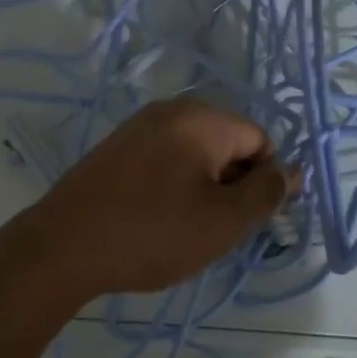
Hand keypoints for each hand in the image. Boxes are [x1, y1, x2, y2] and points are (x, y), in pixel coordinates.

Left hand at [7, 99, 294, 298]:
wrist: (63, 246)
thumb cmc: (152, 233)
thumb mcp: (223, 220)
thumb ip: (266, 193)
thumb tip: (293, 170)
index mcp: (200, 118)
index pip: (259, 140)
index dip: (264, 182)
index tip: (248, 222)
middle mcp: (168, 111)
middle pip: (226, 143)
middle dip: (232, 185)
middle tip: (216, 229)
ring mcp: (136, 128)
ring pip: (193, 156)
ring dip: (202, 190)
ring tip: (184, 230)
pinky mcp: (114, 149)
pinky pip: (162, 161)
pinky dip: (171, 188)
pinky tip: (155, 222)